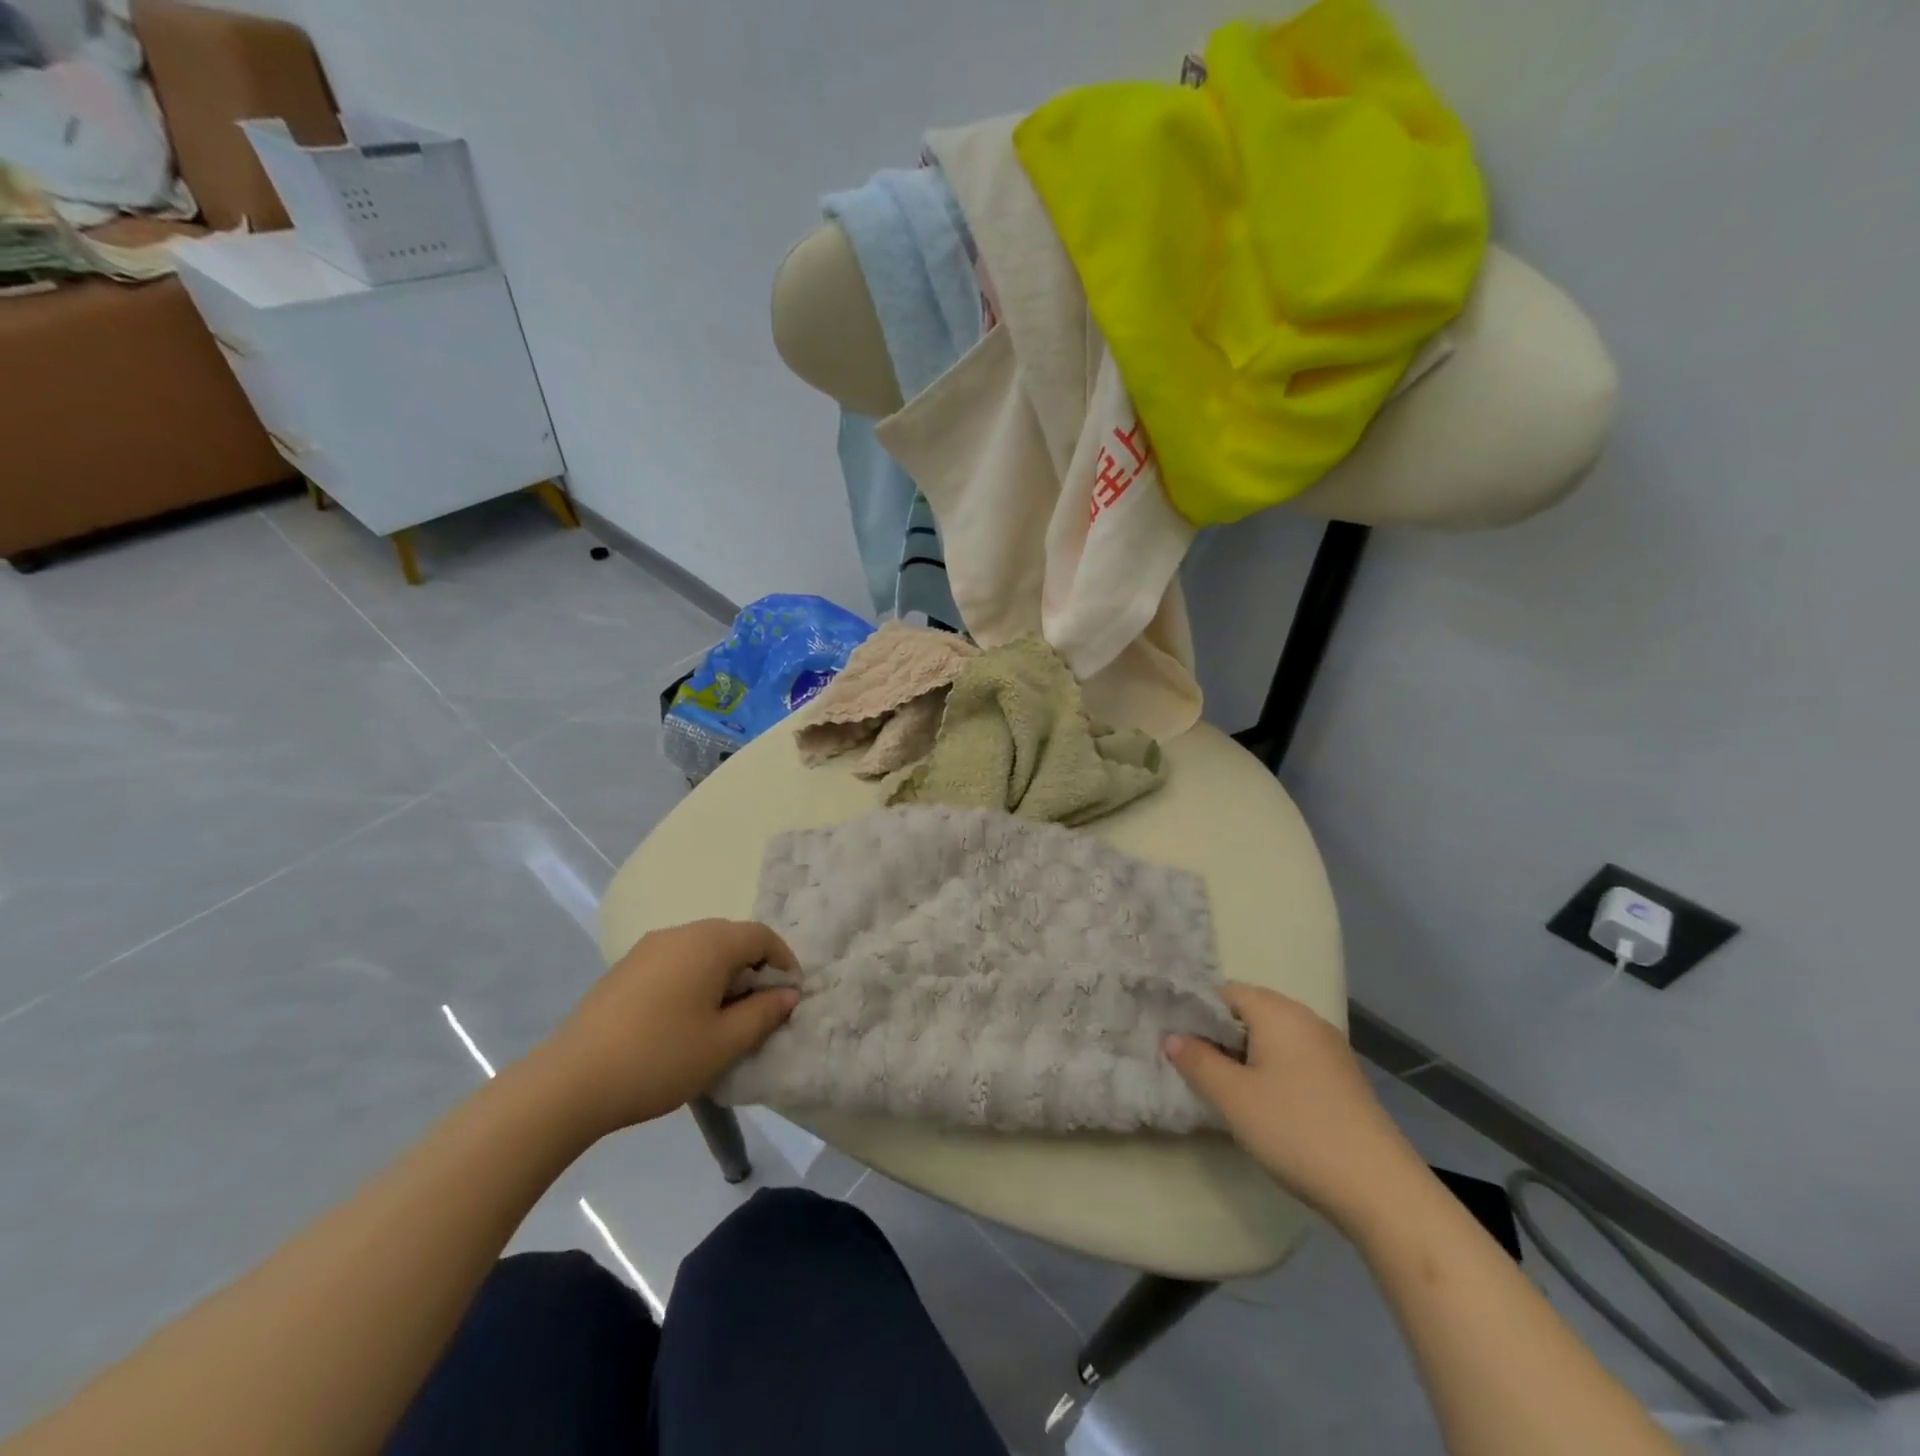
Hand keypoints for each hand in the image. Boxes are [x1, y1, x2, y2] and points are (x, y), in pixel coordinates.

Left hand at [536, 920, 799, 1138]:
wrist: (570, 1082)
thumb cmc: (660, 1058)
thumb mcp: (724, 1043)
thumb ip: (763, 1013)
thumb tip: (787, 993)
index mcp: (710, 943)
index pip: (761, 936)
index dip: (783, 962)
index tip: (790, 997)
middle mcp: (680, 933)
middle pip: (731, 938)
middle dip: (753, 969)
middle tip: (759, 1011)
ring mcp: (647, 949)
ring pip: (701, 950)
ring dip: (722, 975)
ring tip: (722, 1019)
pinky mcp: (624, 969)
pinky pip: (674, 962)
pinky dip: (692, 980)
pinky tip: (682, 1020)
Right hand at [1166, 984, 1425, 1234]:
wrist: (1380, 1190)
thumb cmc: (1296, 1129)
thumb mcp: (1232, 1097)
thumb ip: (1197, 1061)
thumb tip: (1171, 1036)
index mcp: (1278, 1011)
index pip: (1224, 993)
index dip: (1196, 1013)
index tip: (1176, 1042)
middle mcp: (1306, 1019)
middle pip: (1249, 1013)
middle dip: (1219, 1036)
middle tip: (1194, 1068)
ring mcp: (1330, 1050)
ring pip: (1272, 1039)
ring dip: (1245, 1057)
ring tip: (1224, 1090)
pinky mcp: (1343, 1079)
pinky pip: (1294, 1059)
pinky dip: (1272, 1072)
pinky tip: (1264, 1106)